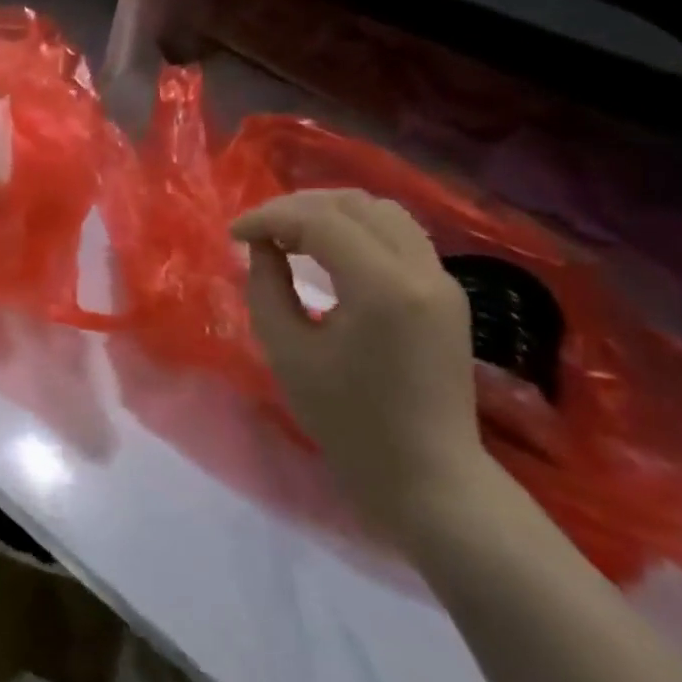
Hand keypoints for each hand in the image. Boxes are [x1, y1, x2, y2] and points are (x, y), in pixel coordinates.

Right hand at [230, 189, 494, 547]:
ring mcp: (442, 279)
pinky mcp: (446, 292)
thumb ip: (266, 286)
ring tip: (291, 237)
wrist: (428, 478)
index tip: (234, 234)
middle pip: (354, 203)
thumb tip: (262, 246)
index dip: (269, 216)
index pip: (320, 219)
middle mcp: (421, 270)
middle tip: (260, 233)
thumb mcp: (287, 352)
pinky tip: (327, 252)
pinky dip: (356, 229)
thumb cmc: (348, 422)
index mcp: (383, 287)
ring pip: (381, 212)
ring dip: (330, 212)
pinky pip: (397, 235)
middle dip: (297, 208)